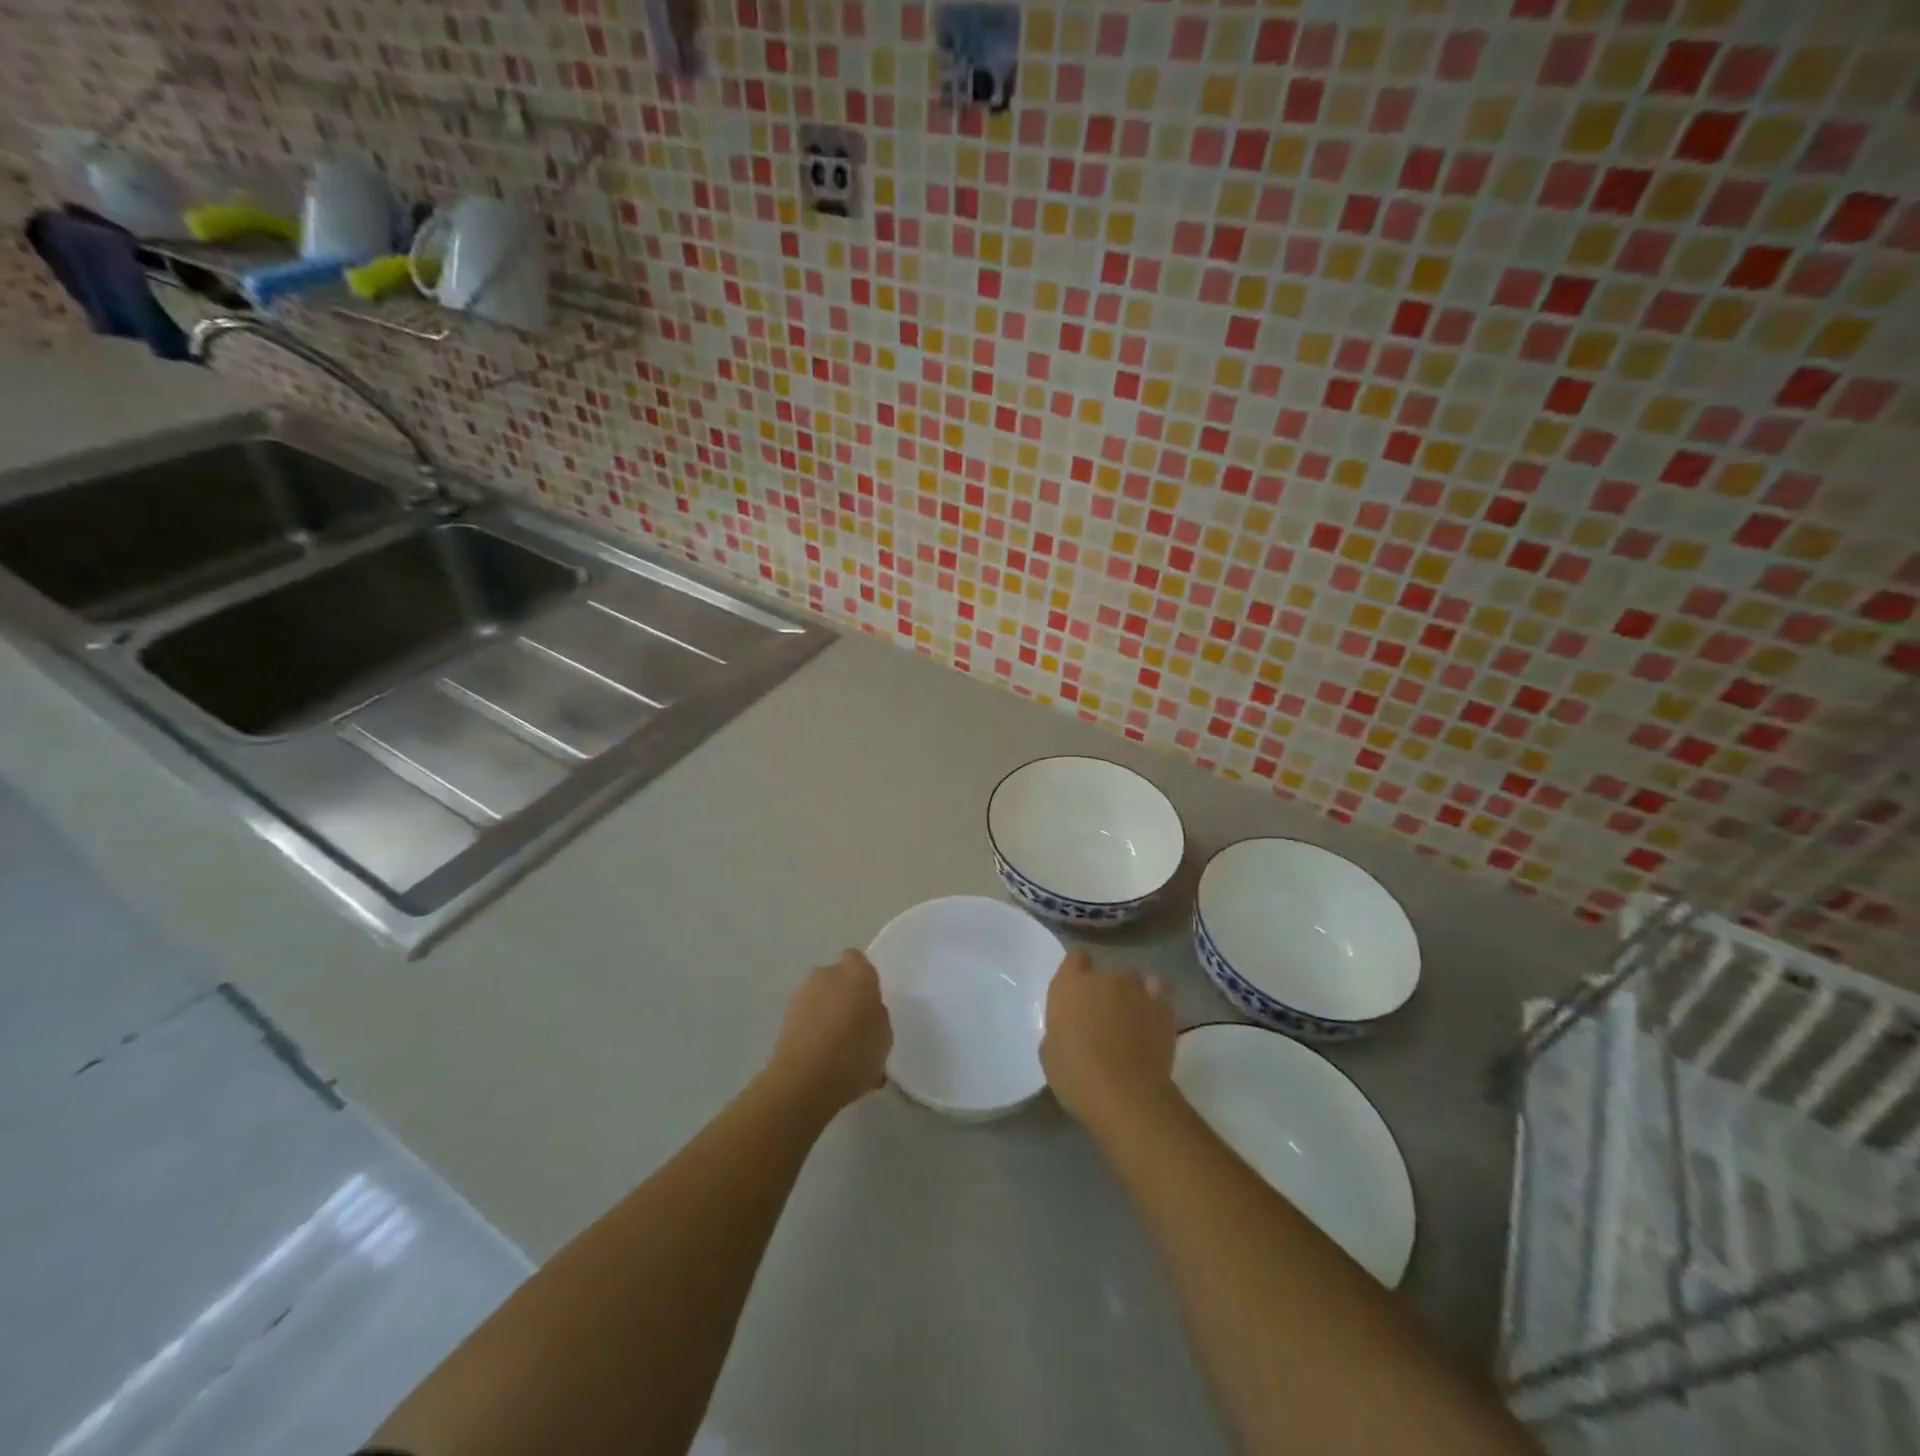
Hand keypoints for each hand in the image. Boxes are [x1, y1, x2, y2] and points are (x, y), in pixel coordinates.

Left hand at [766, 949, 893, 1115]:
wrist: (804, 1080)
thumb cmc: (855, 1053)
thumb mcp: (884, 1037)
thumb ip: (876, 1017)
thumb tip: (866, 1014)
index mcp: (857, 973)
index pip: (857, 960)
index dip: (861, 978)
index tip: (867, 1001)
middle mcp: (827, 975)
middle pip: (836, 978)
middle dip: (842, 995)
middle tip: (853, 1026)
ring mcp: (801, 994)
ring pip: (818, 998)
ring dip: (825, 1013)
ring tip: (834, 1048)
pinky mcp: (784, 1017)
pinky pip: (805, 1017)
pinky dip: (811, 1030)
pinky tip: (819, 1058)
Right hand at [1041, 949, 1177, 1130]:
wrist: (1125, 1094)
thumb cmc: (1076, 1076)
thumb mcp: (1049, 1054)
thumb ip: (1059, 1030)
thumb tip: (1069, 1030)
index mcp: (1069, 985)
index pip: (1075, 958)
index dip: (1077, 971)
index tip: (1078, 990)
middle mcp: (1103, 978)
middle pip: (1105, 973)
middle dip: (1104, 991)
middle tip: (1103, 1018)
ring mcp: (1135, 989)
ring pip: (1133, 981)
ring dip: (1130, 996)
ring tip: (1131, 1021)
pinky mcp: (1162, 1006)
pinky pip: (1160, 990)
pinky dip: (1156, 998)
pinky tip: (1153, 1015)